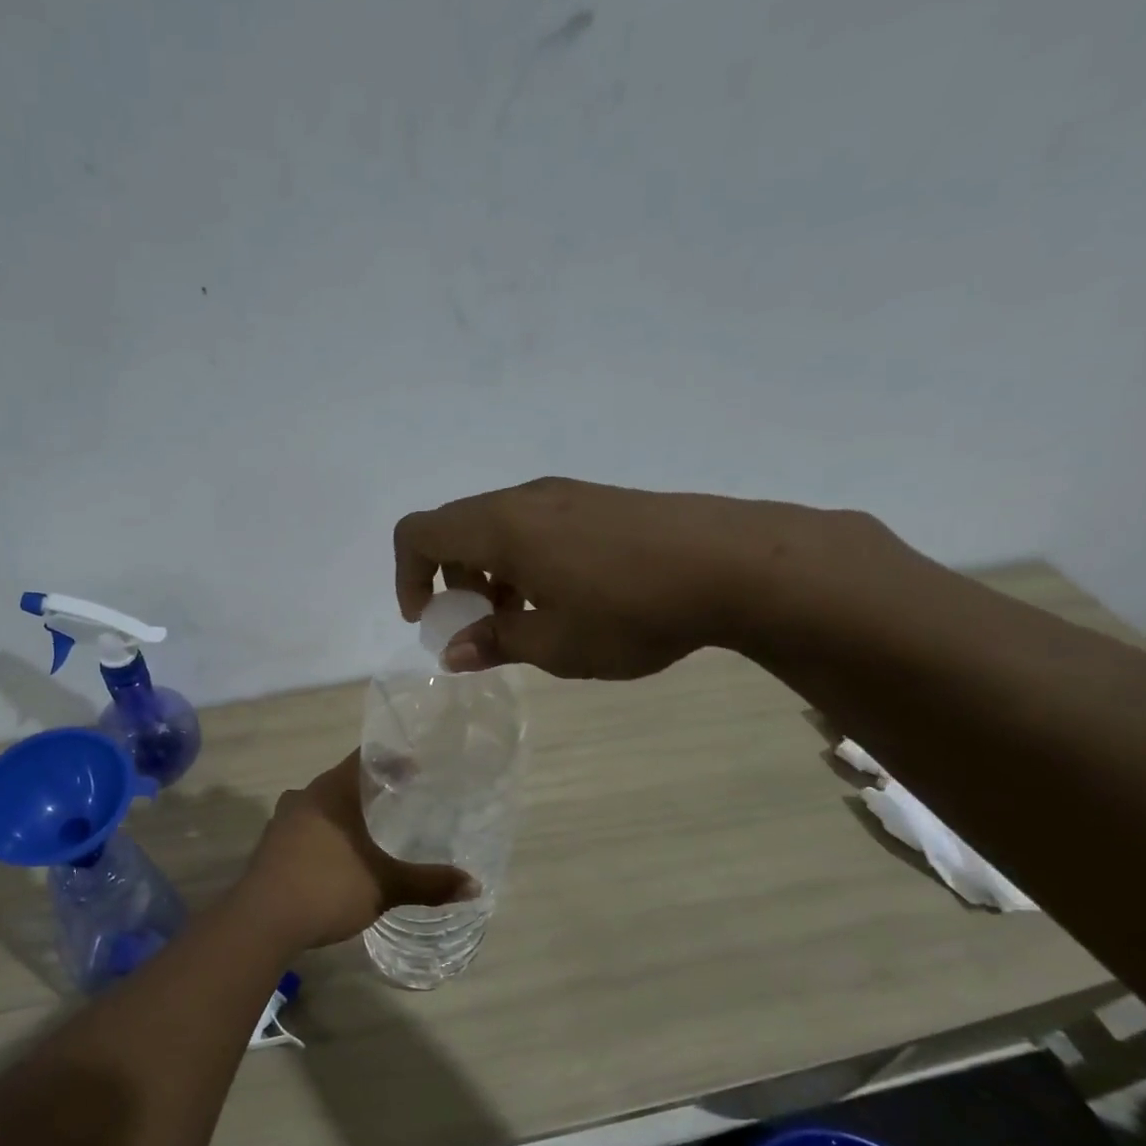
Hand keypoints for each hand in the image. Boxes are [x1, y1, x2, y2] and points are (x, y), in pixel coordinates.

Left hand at [235, 753, 474, 951]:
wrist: (260, 922)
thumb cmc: (327, 888)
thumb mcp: (384, 886)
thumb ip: (428, 883)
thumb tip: (475, 886)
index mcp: (330, 791)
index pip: (365, 759)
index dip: (393, 760)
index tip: (417, 768)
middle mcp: (304, 797)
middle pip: (343, 781)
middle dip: (371, 789)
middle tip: (402, 800)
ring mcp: (282, 822)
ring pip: (322, 806)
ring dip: (346, 813)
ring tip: (373, 829)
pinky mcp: (270, 847)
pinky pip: (306, 829)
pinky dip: (327, 834)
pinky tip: (340, 856)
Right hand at [394, 477, 855, 678]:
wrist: (738, 564)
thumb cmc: (631, 610)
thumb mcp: (554, 644)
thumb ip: (495, 642)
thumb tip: (452, 651)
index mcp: (502, 528)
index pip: (419, 532)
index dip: (407, 575)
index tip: (427, 618)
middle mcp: (525, 499)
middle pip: (456, 527)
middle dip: (450, 578)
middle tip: (479, 623)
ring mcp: (566, 493)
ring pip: (497, 526)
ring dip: (489, 571)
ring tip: (524, 617)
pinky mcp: (598, 500)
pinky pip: (534, 523)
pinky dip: (523, 558)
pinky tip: (565, 596)